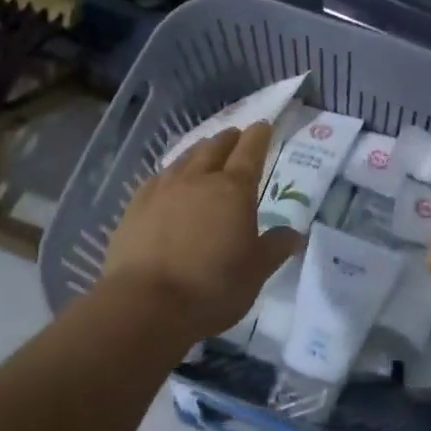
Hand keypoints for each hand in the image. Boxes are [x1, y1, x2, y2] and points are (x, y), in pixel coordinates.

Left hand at [102, 122, 300, 345]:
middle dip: (230, 139)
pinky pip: (160, 176)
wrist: (145, 305)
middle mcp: (198, 178)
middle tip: (237, 137)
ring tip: (206, 153)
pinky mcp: (136, 204)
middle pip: (216, 146)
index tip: (264, 126)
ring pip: (185, 157)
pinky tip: (171, 181)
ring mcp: (163, 188)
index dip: (259, 135)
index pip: (251, 150)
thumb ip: (275, 247)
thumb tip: (294, 234)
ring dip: (200, 151)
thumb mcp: (256, 272)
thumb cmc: (212, 288)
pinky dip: (173, 172)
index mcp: (234, 189)